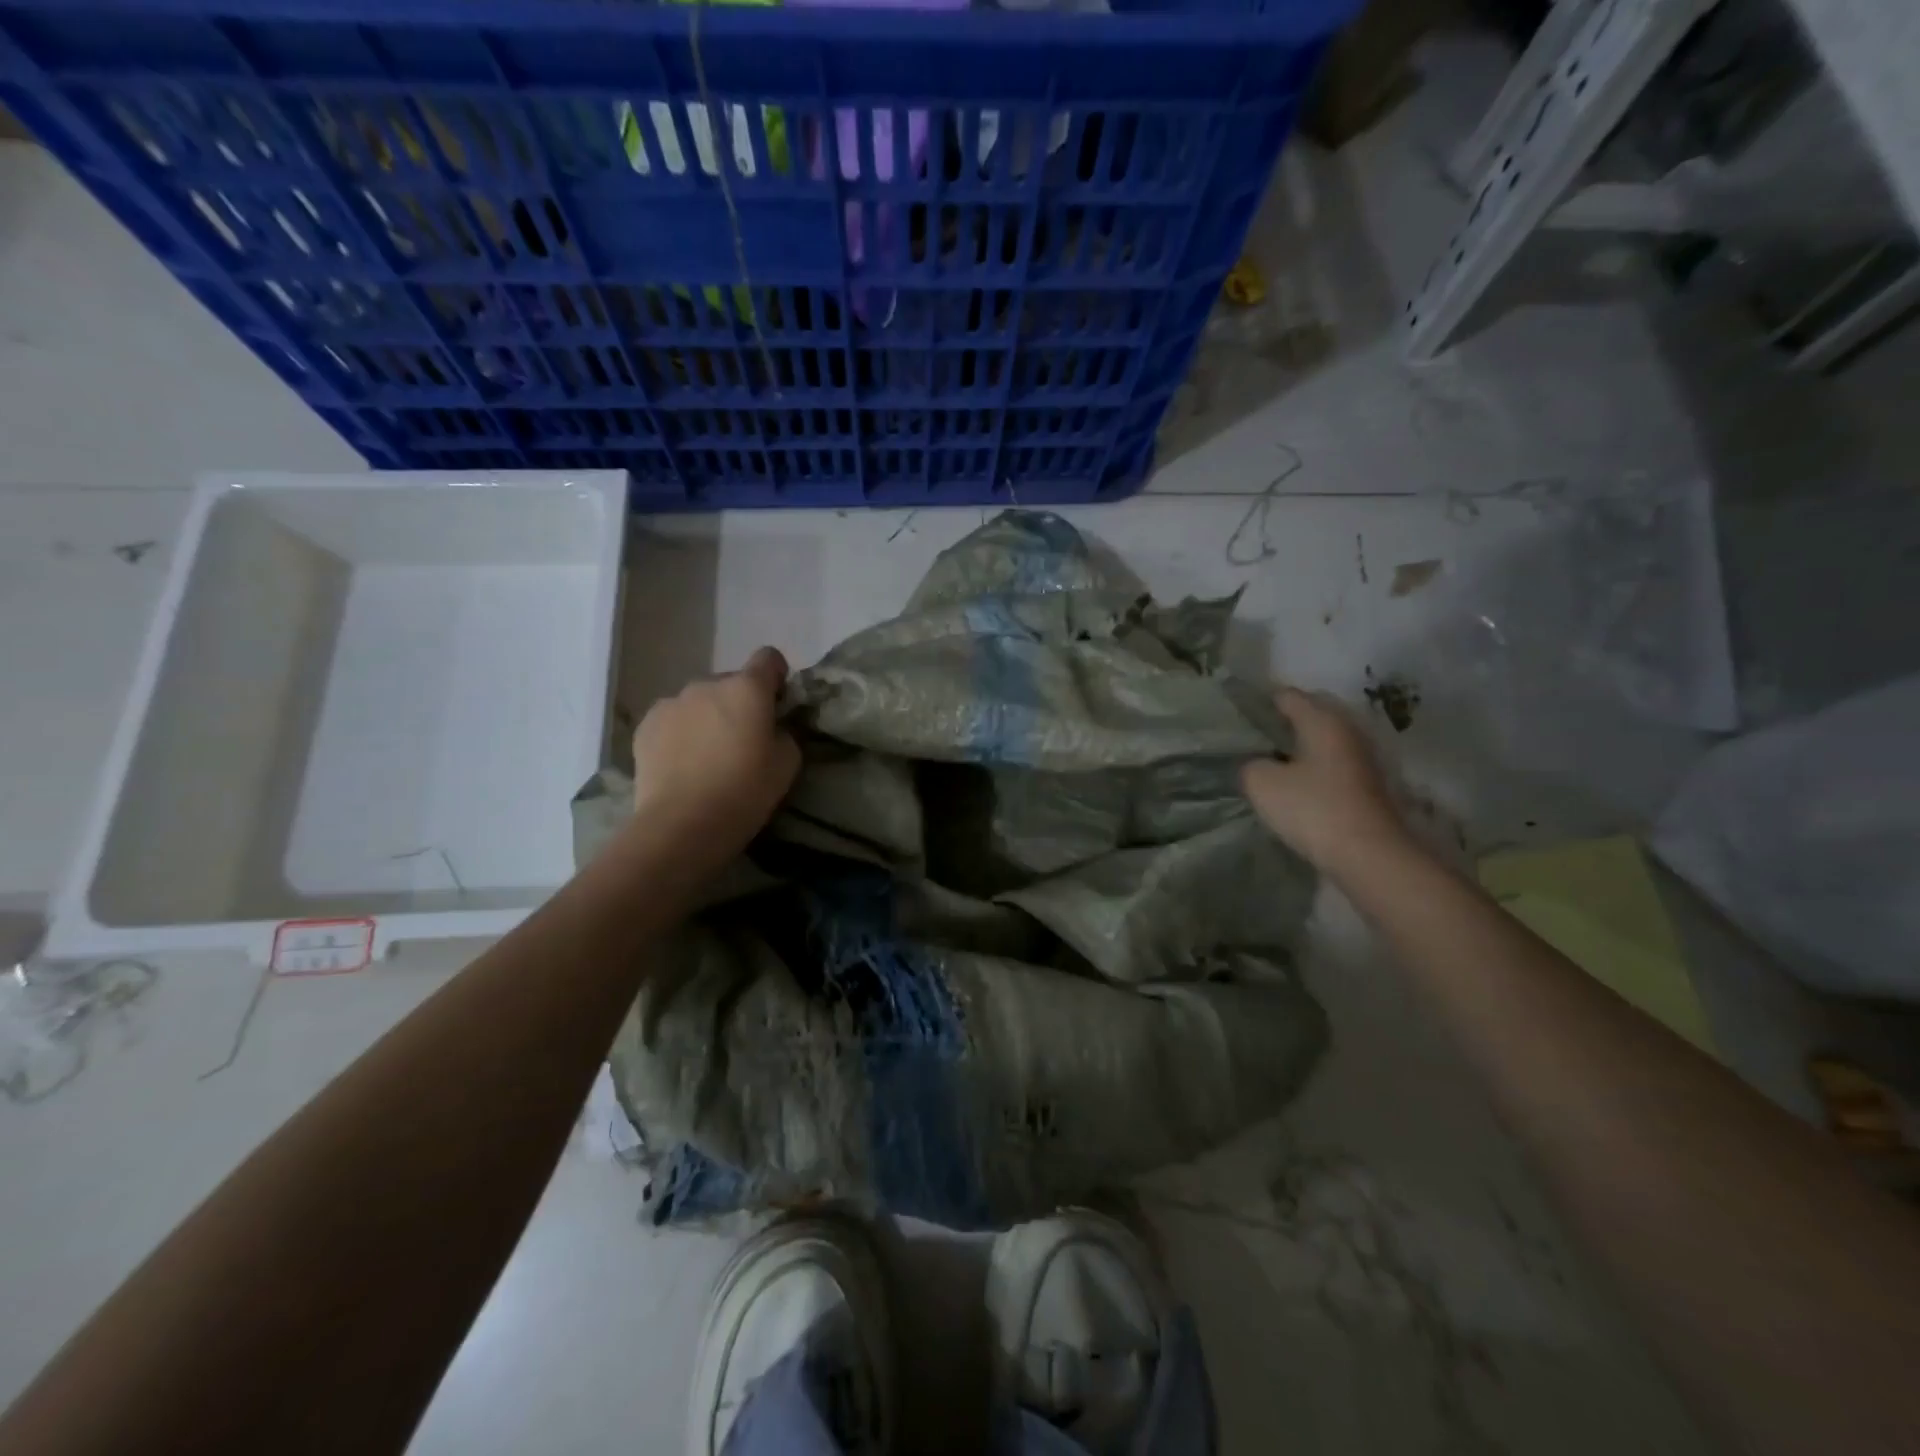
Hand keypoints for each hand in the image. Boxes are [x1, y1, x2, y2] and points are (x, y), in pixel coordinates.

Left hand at [629, 647, 801, 866]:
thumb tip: (772, 727)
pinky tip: (682, 765)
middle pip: (731, 683)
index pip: (768, 658)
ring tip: (707, 756)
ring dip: (707, 717)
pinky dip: (680, 733)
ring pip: (699, 702)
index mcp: (747, 688)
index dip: (776, 677)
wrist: (682, 824)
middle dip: (739, 703)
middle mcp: (707, 684)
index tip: (777, 703)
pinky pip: (672, 720)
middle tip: (742, 741)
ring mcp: (671, 703)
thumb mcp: (787, 764)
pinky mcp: (645, 726)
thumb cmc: (745, 791)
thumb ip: (784, 733)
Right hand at [1241, 688, 1409, 881]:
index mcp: (1322, 720)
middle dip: (1282, 722)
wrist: (1370, 856)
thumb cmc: (1313, 809)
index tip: (1236, 715)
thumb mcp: (1262, 784)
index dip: (1259, 702)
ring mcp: (1363, 756)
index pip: (1286, 696)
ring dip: (1299, 745)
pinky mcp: (1369, 783)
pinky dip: (1313, 765)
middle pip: (1310, 713)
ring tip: (1269, 761)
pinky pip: (1333, 762)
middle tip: (1251, 738)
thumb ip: (1250, 763)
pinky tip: (1295, 782)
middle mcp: (1348, 729)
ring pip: (1323, 739)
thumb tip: (1257, 763)